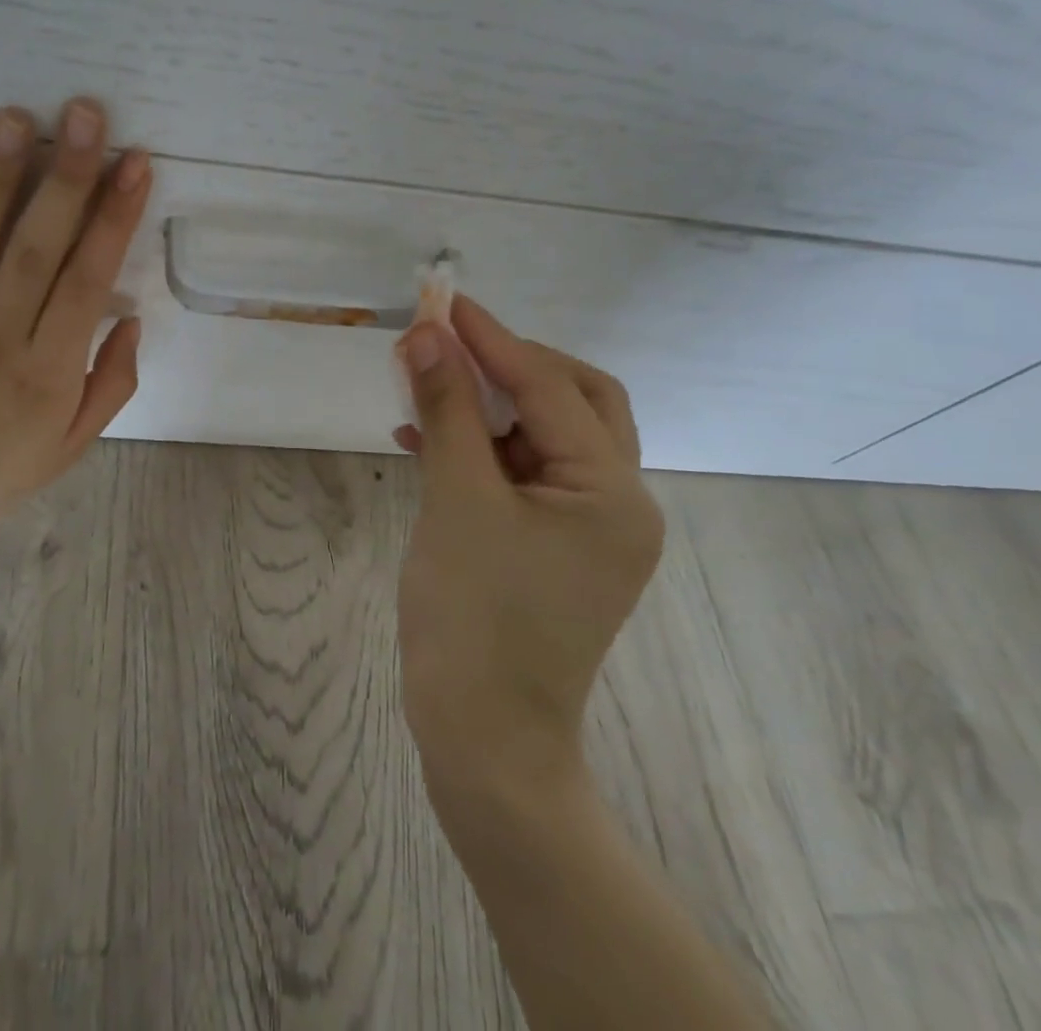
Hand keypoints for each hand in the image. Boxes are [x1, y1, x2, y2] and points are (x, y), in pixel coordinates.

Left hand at [0, 97, 151, 572]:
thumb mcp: (70, 446)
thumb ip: (110, 384)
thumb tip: (130, 317)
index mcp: (49, 370)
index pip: (88, 280)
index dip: (114, 219)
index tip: (135, 164)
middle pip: (38, 249)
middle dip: (67, 178)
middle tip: (85, 114)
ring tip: (15, 117)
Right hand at [392, 296, 663, 831]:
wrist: (483, 739)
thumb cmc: (474, 618)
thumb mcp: (456, 500)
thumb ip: (446, 409)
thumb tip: (425, 335)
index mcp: (611, 492)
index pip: (550, 387)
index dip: (492, 339)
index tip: (444, 302)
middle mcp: (616, 502)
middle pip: (572, 401)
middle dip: (509, 365)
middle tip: (451, 344)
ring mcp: (588, 529)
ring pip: (543, 437)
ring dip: (488, 407)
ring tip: (426, 386)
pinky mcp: (555, 548)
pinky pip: (522, 476)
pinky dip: (480, 451)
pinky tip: (425, 442)